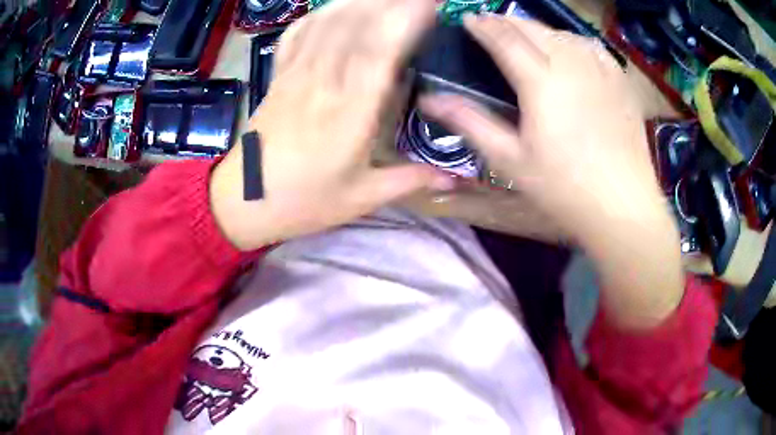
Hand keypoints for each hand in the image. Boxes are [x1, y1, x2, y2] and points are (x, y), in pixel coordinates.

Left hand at [210, 0, 453, 250]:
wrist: (244, 200)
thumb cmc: (303, 201)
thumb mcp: (362, 198)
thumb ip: (411, 180)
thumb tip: (456, 178)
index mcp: (349, 112)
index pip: (381, 48)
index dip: (407, 17)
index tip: (433, 2)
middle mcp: (323, 81)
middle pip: (358, 23)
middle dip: (393, 0)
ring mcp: (296, 73)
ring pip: (329, 20)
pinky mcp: (280, 73)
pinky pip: (300, 31)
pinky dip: (323, 12)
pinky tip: (340, 6)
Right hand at [421, 16, 683, 328]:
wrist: (623, 206)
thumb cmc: (564, 188)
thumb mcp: (510, 160)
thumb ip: (470, 122)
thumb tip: (430, 99)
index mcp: (540, 81)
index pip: (504, 38)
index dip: (482, 25)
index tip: (466, 19)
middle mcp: (570, 63)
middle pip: (532, 28)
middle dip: (506, 21)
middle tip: (490, 25)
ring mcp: (599, 69)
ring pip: (561, 32)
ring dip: (537, 28)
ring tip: (525, 35)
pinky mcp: (619, 81)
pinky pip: (591, 46)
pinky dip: (572, 40)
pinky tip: (569, 48)